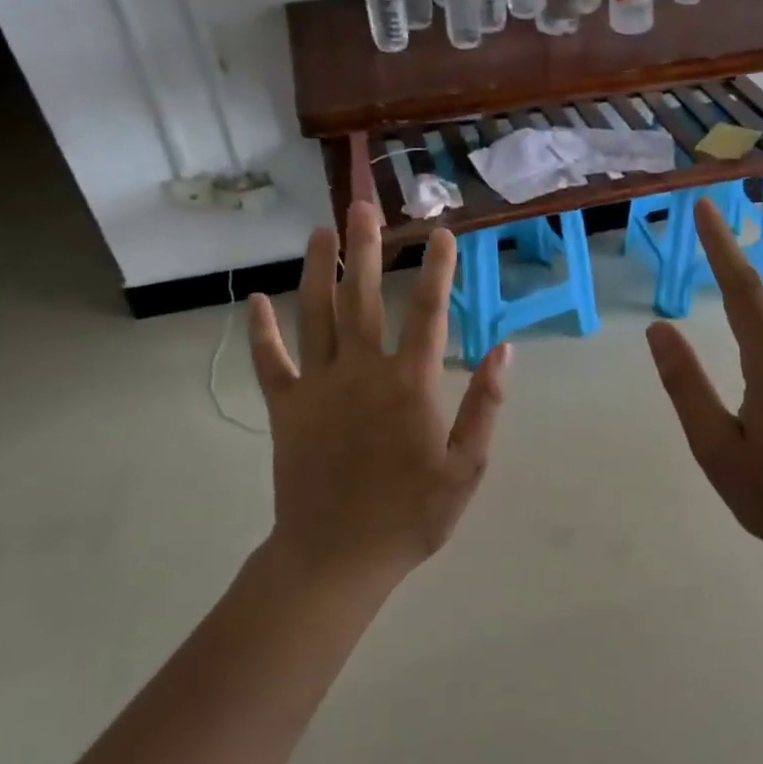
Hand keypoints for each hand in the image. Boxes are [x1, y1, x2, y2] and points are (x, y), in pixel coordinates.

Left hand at [247, 201, 508, 577]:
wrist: (336, 557)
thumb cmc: (411, 515)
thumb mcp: (467, 467)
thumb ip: (486, 406)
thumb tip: (504, 350)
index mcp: (410, 385)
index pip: (430, 313)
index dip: (439, 270)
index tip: (443, 233)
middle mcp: (362, 372)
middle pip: (363, 297)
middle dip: (365, 248)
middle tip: (363, 206)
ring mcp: (318, 387)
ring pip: (315, 315)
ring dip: (317, 270)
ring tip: (319, 231)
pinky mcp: (286, 408)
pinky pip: (271, 361)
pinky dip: (263, 330)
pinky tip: (258, 300)